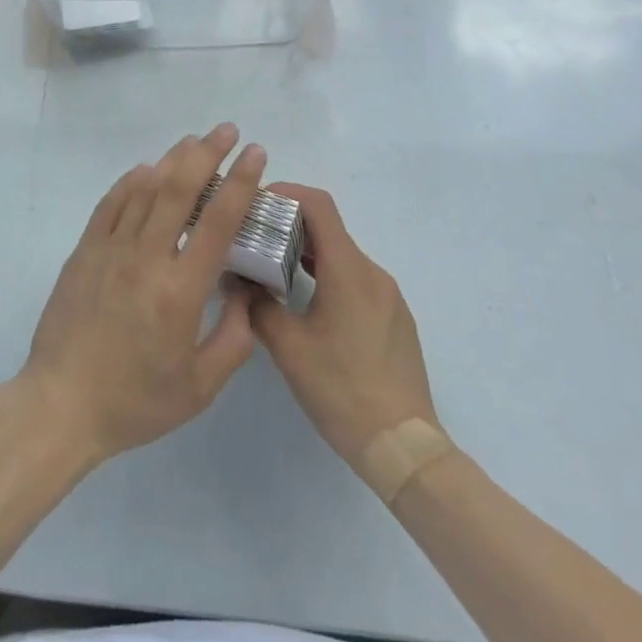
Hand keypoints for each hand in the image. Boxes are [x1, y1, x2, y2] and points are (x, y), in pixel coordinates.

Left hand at [20, 124, 266, 464]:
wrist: (62, 404)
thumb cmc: (135, 401)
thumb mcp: (200, 388)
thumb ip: (234, 339)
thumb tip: (245, 294)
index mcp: (180, 290)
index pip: (218, 221)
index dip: (240, 182)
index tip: (255, 154)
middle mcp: (146, 257)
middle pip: (179, 189)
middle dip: (207, 153)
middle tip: (227, 130)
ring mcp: (110, 248)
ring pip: (145, 188)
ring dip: (172, 159)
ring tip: (193, 142)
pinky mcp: (85, 250)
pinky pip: (111, 203)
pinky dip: (131, 181)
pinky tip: (146, 170)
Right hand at [248, 184, 440, 466]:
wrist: (404, 448)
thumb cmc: (342, 390)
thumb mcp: (288, 347)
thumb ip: (257, 304)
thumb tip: (237, 278)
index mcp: (348, 269)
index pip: (318, 204)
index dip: (286, 193)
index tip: (255, 205)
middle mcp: (372, 272)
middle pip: (329, 228)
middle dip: (289, 225)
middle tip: (254, 239)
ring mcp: (389, 296)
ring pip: (342, 256)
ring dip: (308, 253)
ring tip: (273, 271)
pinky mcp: (395, 319)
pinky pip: (357, 280)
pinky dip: (328, 276)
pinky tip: (307, 305)